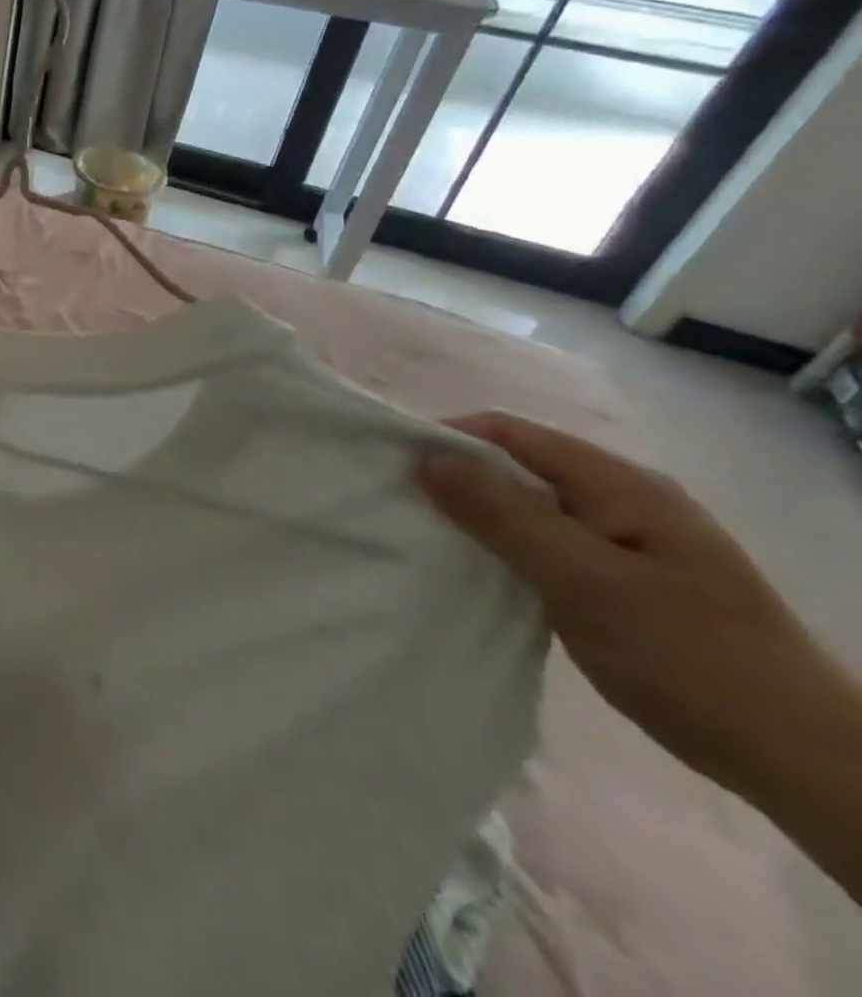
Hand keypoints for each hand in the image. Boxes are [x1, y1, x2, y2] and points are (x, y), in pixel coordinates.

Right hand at [419, 412, 843, 794]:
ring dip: (476, 516)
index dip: (447, 439)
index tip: (391, 468)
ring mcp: (624, 540)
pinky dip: (504, 548)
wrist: (801, 761)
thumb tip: (427, 457)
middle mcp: (621, 498)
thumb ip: (504, 515)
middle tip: (400, 508)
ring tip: (425, 539)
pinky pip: (544, 544)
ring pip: (527, 508)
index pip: (510, 434)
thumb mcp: (585, 581)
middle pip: (517, 466)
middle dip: (455, 479)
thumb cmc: (689, 658)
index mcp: (618, 484)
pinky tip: (478, 572)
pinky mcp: (621, 579)